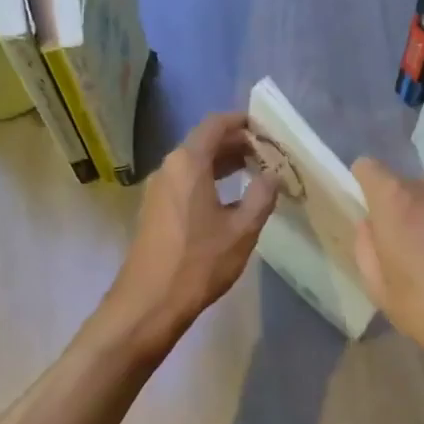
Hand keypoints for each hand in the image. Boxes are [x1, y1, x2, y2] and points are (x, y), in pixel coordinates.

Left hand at [107, 113, 278, 344]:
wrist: (150, 301)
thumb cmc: (199, 262)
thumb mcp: (242, 230)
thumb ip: (261, 197)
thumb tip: (272, 176)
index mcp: (188, 163)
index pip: (215, 125)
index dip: (242, 122)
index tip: (266, 129)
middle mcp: (169, 168)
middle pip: (204, 142)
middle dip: (236, 143)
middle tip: (267, 154)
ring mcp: (158, 190)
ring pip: (194, 164)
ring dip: (223, 164)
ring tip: (253, 173)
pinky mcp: (155, 210)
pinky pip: (185, 182)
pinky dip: (209, 181)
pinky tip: (228, 200)